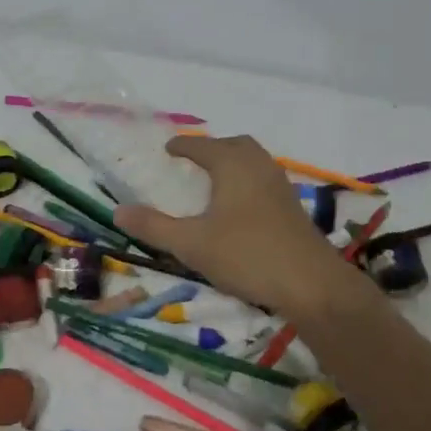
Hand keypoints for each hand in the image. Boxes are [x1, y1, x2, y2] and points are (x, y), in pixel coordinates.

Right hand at [116, 135, 359, 318]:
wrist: (311, 285)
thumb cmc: (246, 255)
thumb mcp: (192, 244)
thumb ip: (154, 226)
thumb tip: (119, 211)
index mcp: (233, 165)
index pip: (203, 146)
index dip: (183, 146)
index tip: (168, 149)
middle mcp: (259, 167)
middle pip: (235, 145)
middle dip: (213, 148)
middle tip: (193, 162)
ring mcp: (280, 186)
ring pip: (254, 161)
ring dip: (233, 164)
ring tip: (214, 182)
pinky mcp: (293, 208)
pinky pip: (264, 180)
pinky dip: (247, 181)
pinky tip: (239, 208)